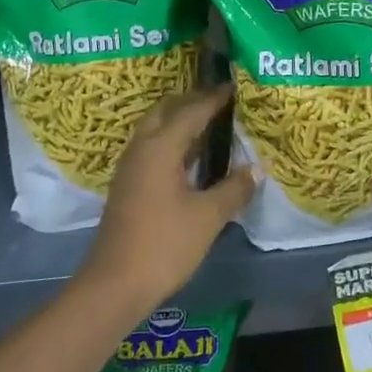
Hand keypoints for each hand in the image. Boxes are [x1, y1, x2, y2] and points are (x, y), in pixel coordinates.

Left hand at [81, 85, 252, 310]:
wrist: (115, 285)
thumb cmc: (164, 244)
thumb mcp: (208, 216)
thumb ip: (234, 188)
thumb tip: (256, 169)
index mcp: (160, 147)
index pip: (192, 111)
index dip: (215, 98)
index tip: (237, 87)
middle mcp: (141, 148)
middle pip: (166, 110)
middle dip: (193, 101)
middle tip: (222, 102)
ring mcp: (131, 167)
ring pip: (156, 129)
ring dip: (181, 121)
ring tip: (213, 123)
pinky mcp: (129, 185)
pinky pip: (153, 148)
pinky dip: (174, 141)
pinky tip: (194, 157)